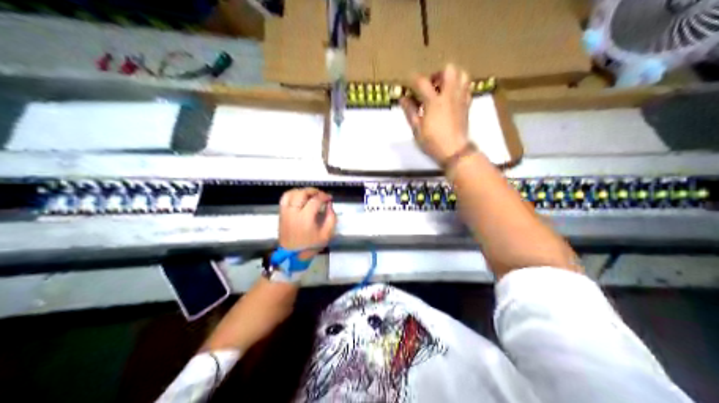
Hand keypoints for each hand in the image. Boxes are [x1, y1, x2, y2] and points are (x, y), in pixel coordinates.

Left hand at [280, 187, 338, 259]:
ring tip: (310, 194)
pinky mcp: (281, 214)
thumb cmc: (310, 246)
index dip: (324, 196)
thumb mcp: (326, 235)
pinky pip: (284, 198)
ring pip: (292, 193)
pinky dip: (292, 194)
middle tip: (321, 194)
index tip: (329, 198)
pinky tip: (299, 196)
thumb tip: (329, 205)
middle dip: (313, 191)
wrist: (292, 255)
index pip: (315, 200)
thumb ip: (331, 218)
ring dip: (302, 191)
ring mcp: (285, 212)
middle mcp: (294, 212)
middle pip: (302, 193)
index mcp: (305, 218)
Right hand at [402, 63, 475, 160]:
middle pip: (449, 70)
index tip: (408, 85)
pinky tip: (451, 97)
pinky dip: (459, 87)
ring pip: (462, 75)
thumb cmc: (433, 142)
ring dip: (452, 77)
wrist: (455, 151)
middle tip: (431, 85)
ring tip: (443, 88)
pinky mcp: (467, 105)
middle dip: (437, 73)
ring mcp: (460, 99)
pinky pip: (466, 88)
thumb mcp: (417, 129)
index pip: (422, 81)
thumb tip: (403, 98)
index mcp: (434, 101)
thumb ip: (410, 111)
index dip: (413, 80)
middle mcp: (449, 95)